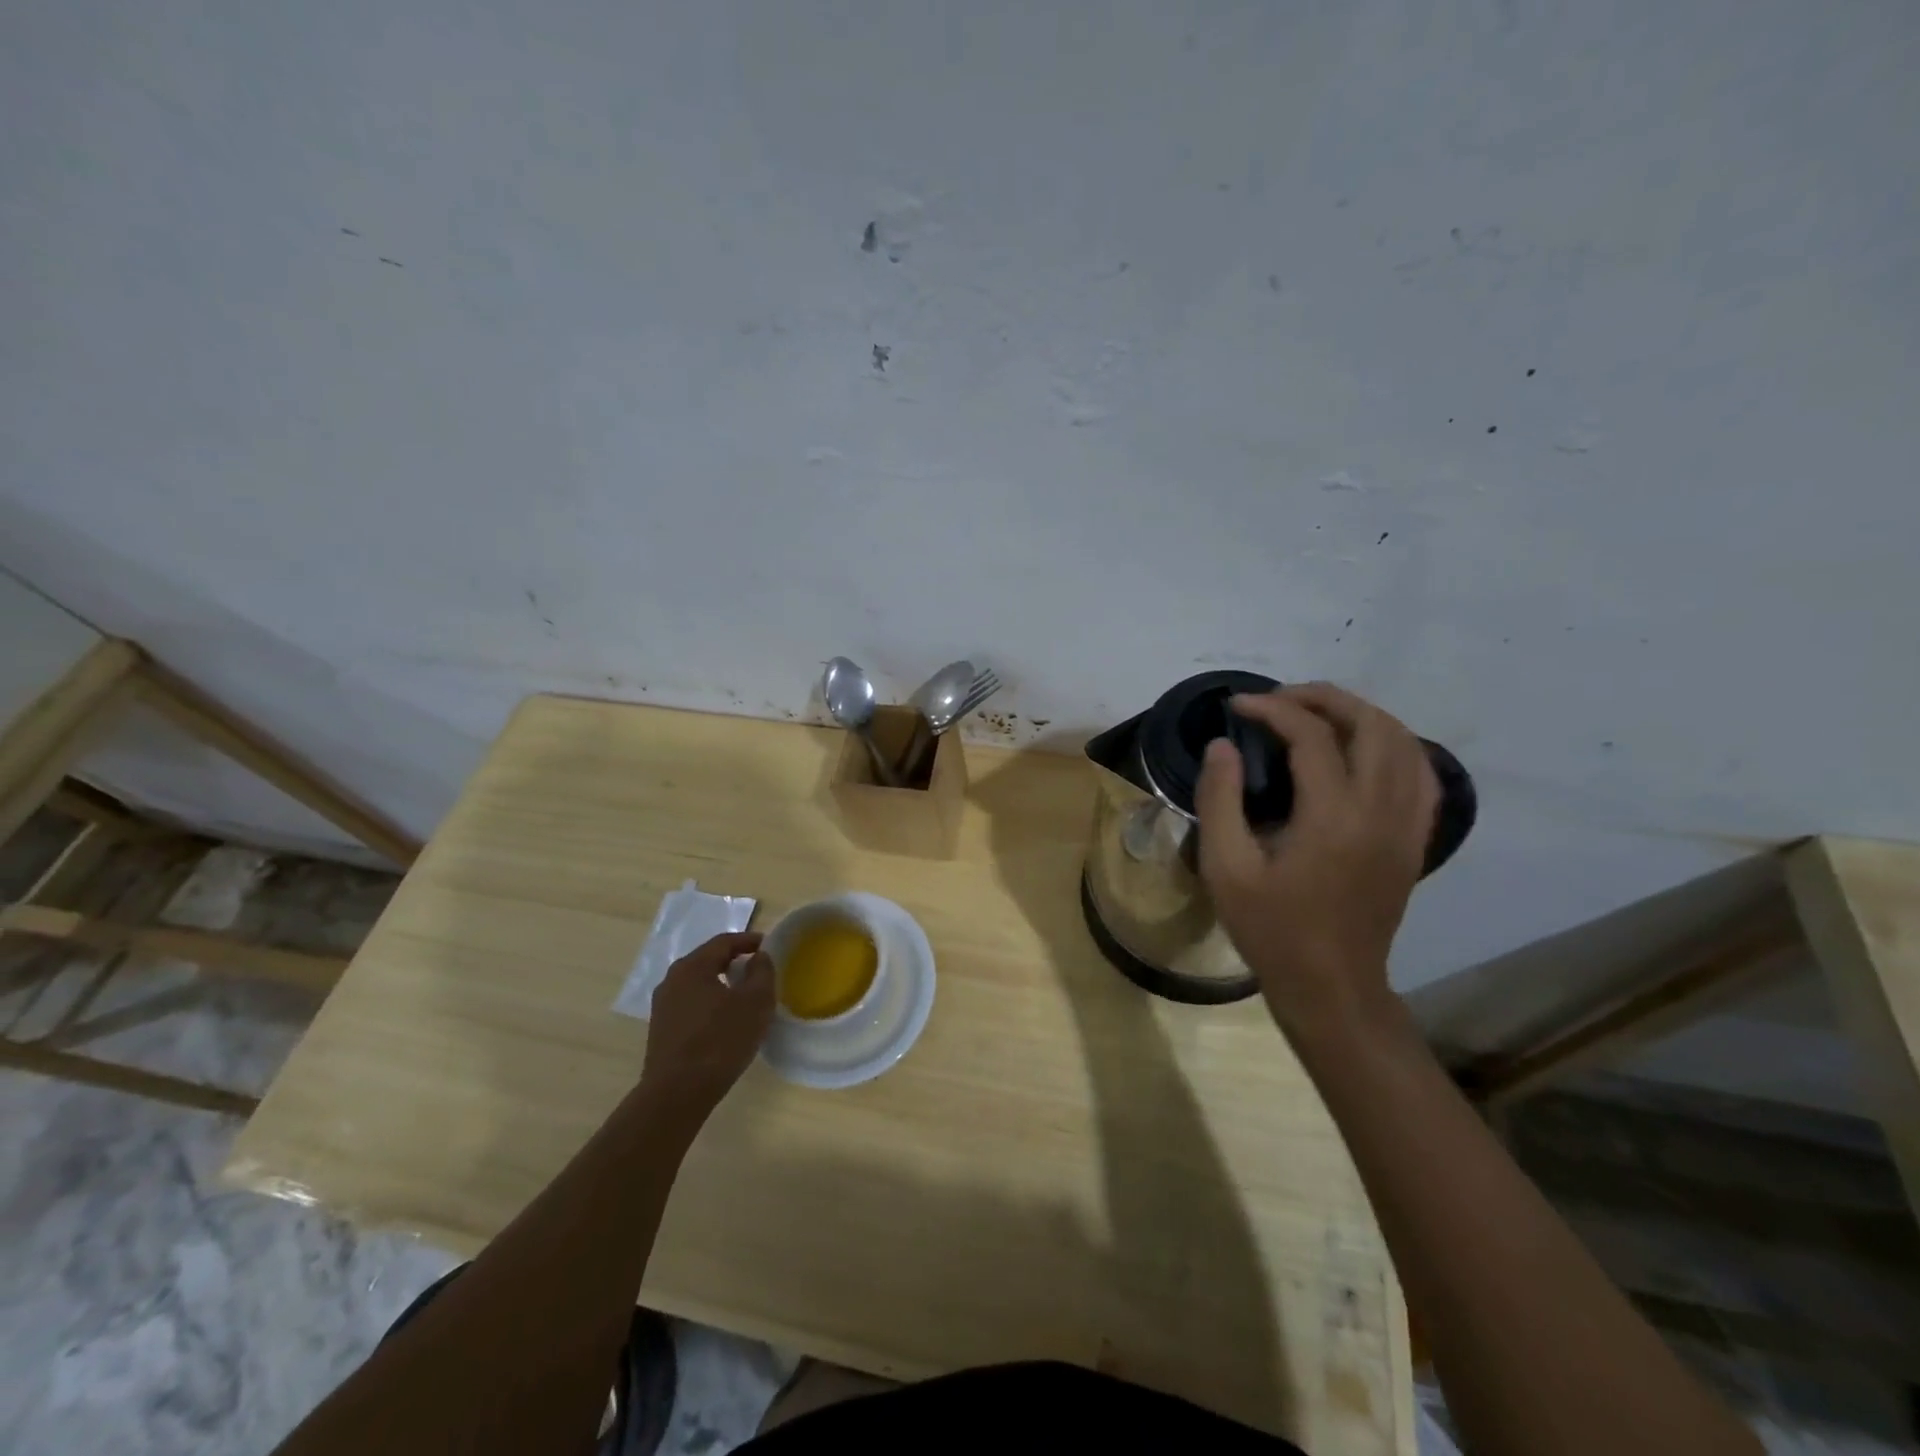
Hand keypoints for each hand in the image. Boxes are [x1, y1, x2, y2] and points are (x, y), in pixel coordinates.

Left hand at [639, 932, 774, 1116]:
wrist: (676, 1095)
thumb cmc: (720, 1040)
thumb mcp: (755, 1002)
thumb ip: (762, 972)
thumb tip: (758, 957)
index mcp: (692, 967)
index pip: (724, 942)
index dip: (749, 940)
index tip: (768, 946)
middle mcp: (672, 980)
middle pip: (708, 961)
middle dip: (734, 962)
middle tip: (758, 970)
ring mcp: (662, 1007)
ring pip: (698, 985)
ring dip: (721, 985)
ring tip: (743, 997)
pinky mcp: (661, 1031)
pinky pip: (690, 1005)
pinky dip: (709, 1004)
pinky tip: (723, 1022)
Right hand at [1196, 683, 1438, 1031]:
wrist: (1332, 986)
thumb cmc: (1271, 929)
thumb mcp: (1226, 868)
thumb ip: (1219, 799)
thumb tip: (1223, 744)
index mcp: (1334, 817)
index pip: (1312, 736)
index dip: (1272, 709)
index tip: (1236, 705)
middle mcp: (1382, 811)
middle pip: (1371, 724)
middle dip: (1323, 698)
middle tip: (1278, 700)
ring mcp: (1407, 825)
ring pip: (1403, 742)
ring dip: (1359, 715)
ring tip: (1314, 715)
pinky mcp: (1415, 840)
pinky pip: (1420, 773)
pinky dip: (1391, 745)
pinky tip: (1360, 750)